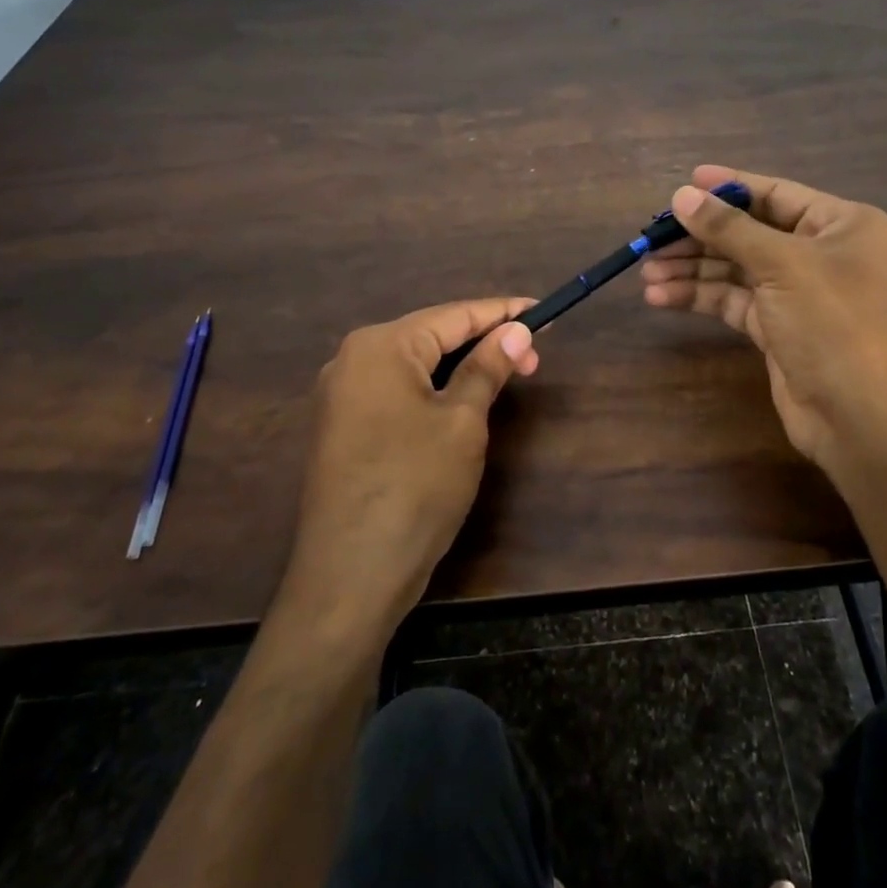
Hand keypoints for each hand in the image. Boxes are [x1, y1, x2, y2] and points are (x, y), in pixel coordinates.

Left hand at [281, 298, 539, 629]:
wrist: (350, 576)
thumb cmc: (414, 487)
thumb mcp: (462, 422)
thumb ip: (488, 368)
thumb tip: (517, 330)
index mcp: (380, 346)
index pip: (453, 315)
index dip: (502, 313)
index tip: (544, 311)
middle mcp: (353, 360)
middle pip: (432, 336)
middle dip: (484, 342)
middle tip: (534, 358)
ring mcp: (342, 396)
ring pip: (416, 365)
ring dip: (462, 367)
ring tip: (507, 376)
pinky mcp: (344, 428)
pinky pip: (399, 391)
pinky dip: (435, 390)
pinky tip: (463, 399)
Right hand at [641, 164, 886, 484]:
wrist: (861, 416)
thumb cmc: (834, 323)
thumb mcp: (782, 265)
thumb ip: (729, 229)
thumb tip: (681, 195)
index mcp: (842, 225)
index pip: (776, 194)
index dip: (729, 188)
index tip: (685, 182)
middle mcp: (823, 253)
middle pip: (750, 233)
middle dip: (701, 236)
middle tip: (652, 237)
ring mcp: (799, 293)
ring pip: (737, 269)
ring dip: (692, 268)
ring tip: (647, 270)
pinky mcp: (778, 328)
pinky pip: (733, 301)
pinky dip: (700, 297)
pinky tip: (661, 296)